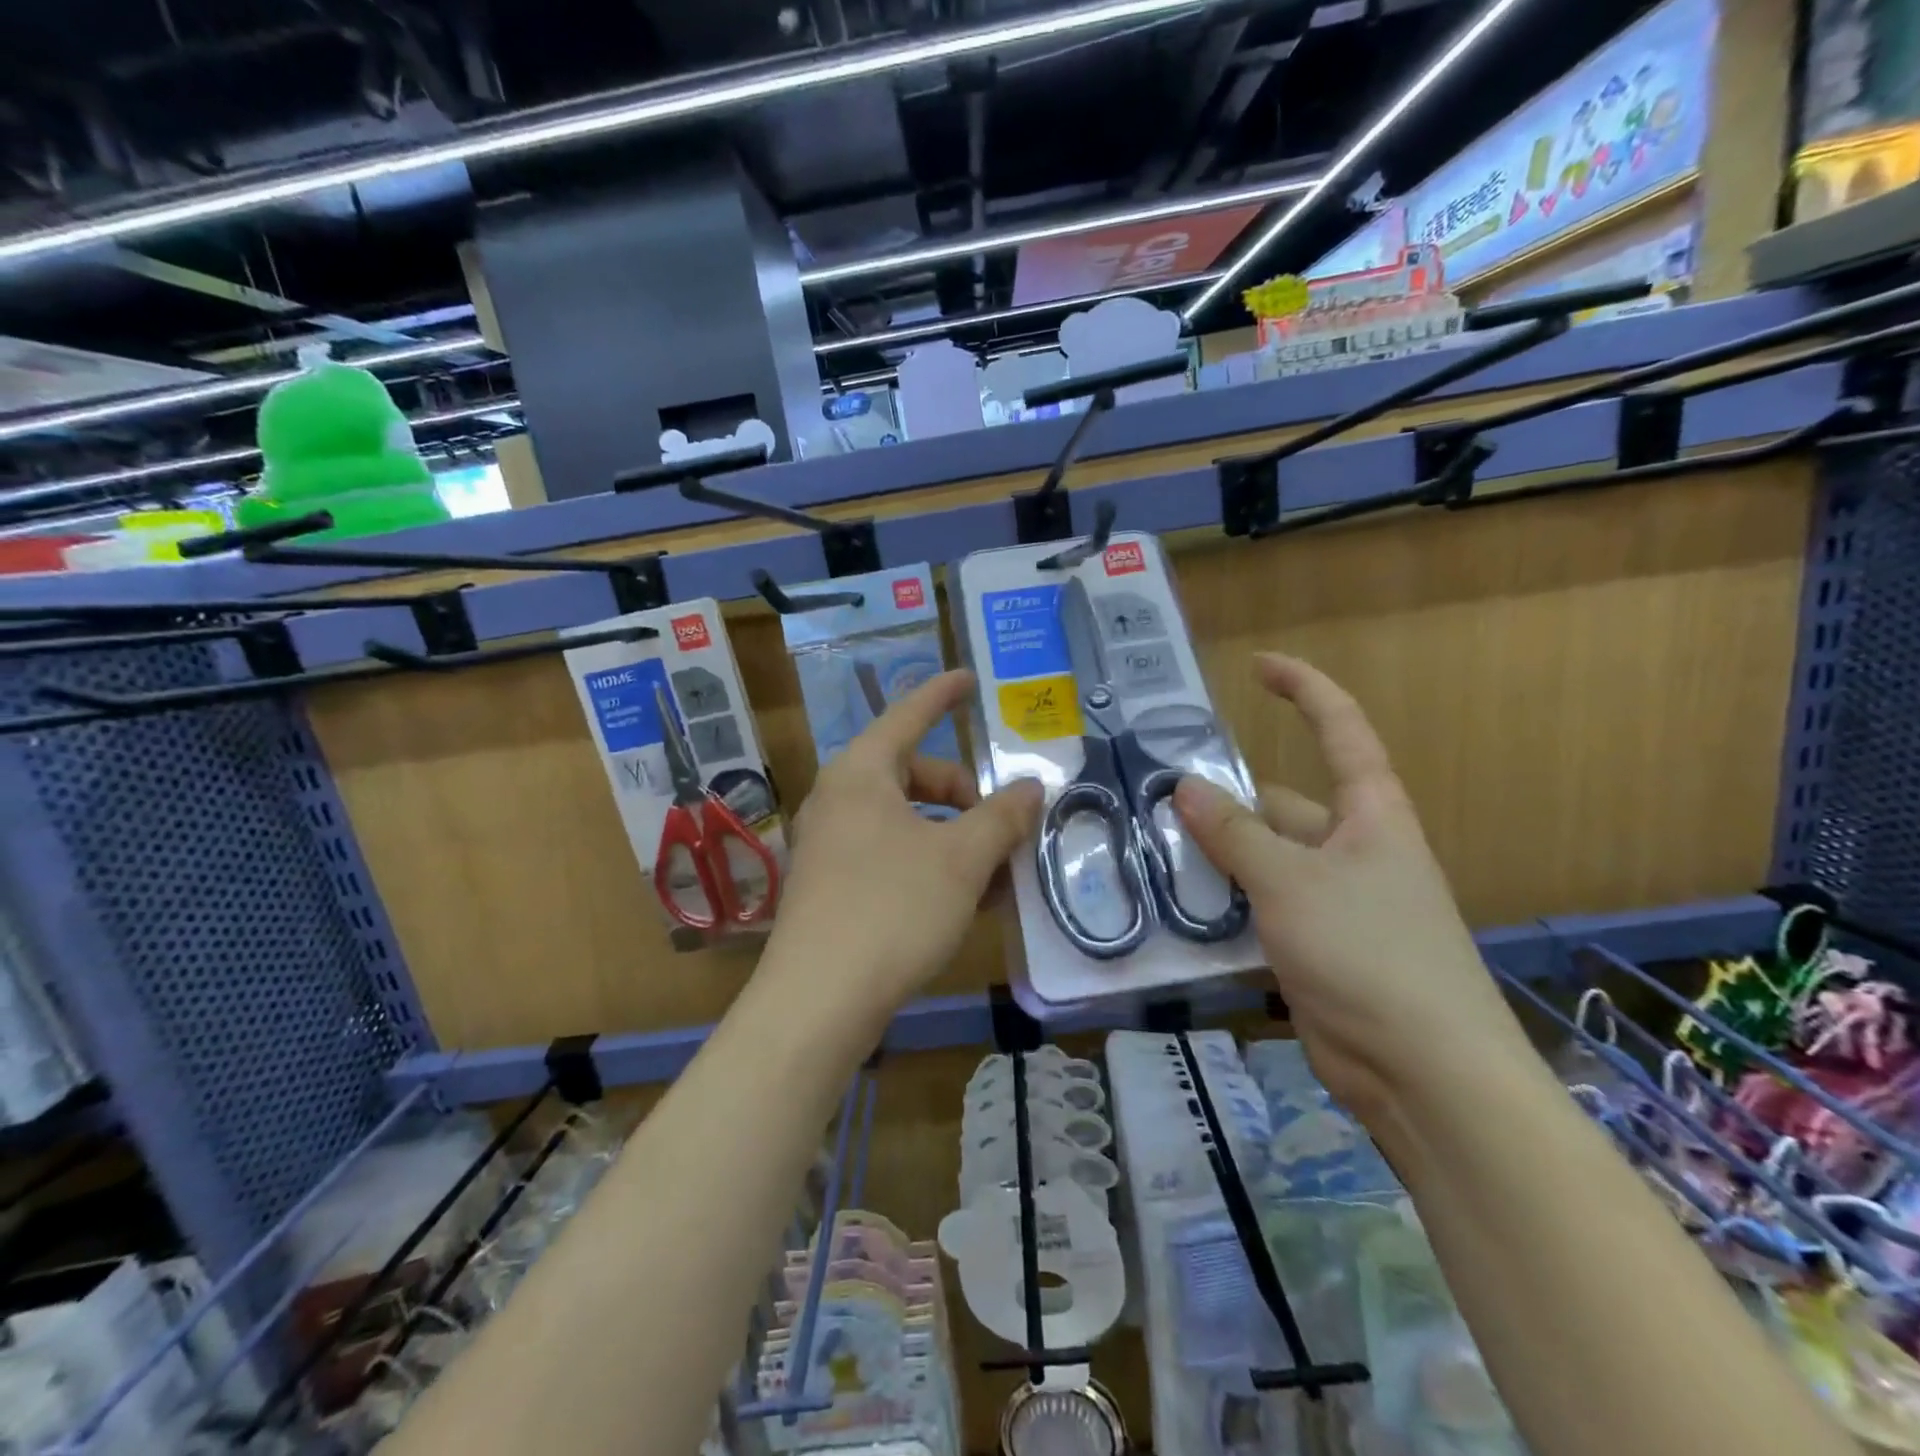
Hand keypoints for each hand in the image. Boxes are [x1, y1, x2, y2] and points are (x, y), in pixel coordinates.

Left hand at [768, 670, 1042, 1022]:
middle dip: (965, 796)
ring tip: (996, 876)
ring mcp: (830, 845)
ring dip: (955, 839)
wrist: (817, 1002)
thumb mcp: (961, 860)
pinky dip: (930, 865)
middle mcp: (839, 800)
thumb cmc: (892, 909)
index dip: (942, 695)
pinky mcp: (830, 887)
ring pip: (907, 822)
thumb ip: (1001, 817)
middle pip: (914, 775)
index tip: (969, 679)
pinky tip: (964, 903)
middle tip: (1005, 828)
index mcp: (861, 774)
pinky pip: (891, 856)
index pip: (908, 716)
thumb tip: (1030, 788)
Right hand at [1173, 654, 1530, 1119]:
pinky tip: (1176, 913)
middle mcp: (1353, 850)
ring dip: (1216, 860)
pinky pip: (1259, 911)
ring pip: (1262, 862)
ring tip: (1150, 854)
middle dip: (1224, 803)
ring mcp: (1333, 902)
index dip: (1304, 690)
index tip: (1258, 666)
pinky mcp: (1314, 949)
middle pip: (1281, 806)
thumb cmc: (1369, 953)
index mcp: (1370, 816)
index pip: (1341, 732)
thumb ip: (1235, 835)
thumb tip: (1185, 787)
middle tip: (1155, 801)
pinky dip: (1223, 909)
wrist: (1424, 1074)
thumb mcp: (1292, 883)